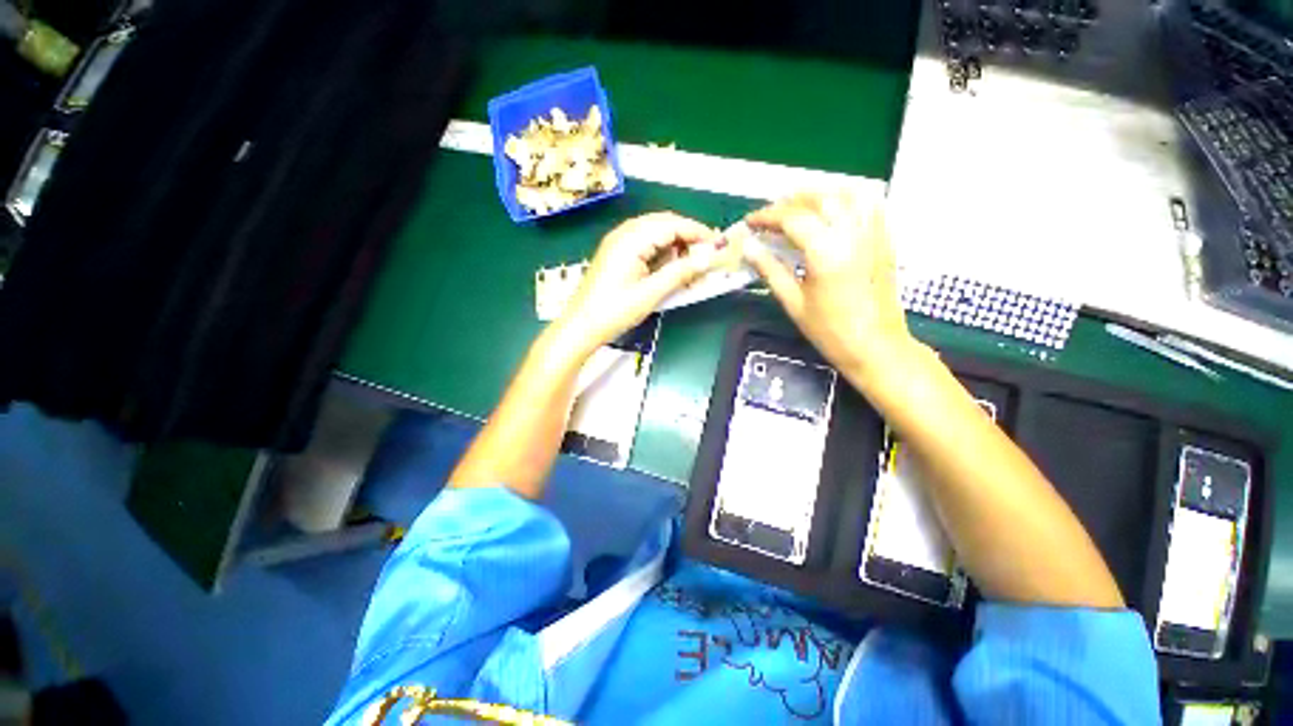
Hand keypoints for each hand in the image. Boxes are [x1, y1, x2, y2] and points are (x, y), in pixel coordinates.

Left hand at [555, 212, 721, 354]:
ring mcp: (617, 242)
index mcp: (631, 239)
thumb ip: (681, 272)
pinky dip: (661, 252)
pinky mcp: (616, 254)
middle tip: (706, 255)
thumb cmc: (615, 311)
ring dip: (675, 245)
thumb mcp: (651, 293)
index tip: (717, 245)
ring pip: (654, 233)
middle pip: (664, 223)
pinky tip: (669, 268)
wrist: (581, 326)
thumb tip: (708, 258)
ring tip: (690, 265)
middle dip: (687, 237)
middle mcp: (623, 233)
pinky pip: (644, 244)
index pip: (672, 224)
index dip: (697, 232)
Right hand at [744, 192, 915, 382]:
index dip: (767, 216)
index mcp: (826, 251)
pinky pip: (868, 203)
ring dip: (818, 194)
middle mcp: (852, 233)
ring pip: (846, 193)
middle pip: (818, 199)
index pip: (792, 218)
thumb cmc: (830, 331)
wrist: (876, 346)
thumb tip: (749, 248)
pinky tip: (833, 208)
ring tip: (797, 206)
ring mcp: (873, 233)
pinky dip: (846, 197)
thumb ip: (770, 271)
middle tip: (769, 216)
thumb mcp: (793, 303)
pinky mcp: (885, 238)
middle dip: (789, 202)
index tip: (750, 222)